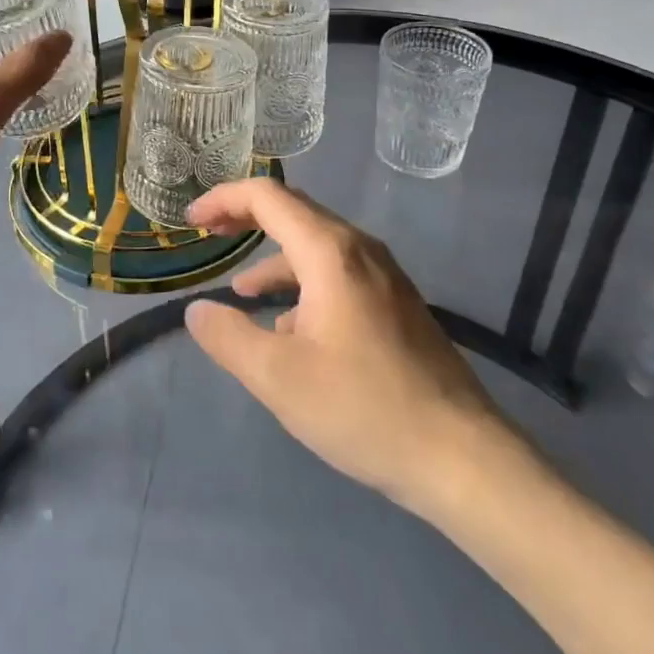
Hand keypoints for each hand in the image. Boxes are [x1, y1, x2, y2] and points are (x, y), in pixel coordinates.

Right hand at [184, 178, 518, 516]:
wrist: (461, 456)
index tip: (192, 222)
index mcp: (330, 252)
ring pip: (317, 247)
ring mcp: (385, 276)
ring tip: (242, 292)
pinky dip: (303, 285)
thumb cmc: (364, 408)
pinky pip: (338, 274)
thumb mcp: (279, 378)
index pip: (268, 197)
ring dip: (275, 258)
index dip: (224, 199)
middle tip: (209, 234)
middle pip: (295, 212)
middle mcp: (360, 250)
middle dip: (247, 218)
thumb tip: (198, 310)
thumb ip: (228, 338)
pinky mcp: (397, 304)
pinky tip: (291, 330)